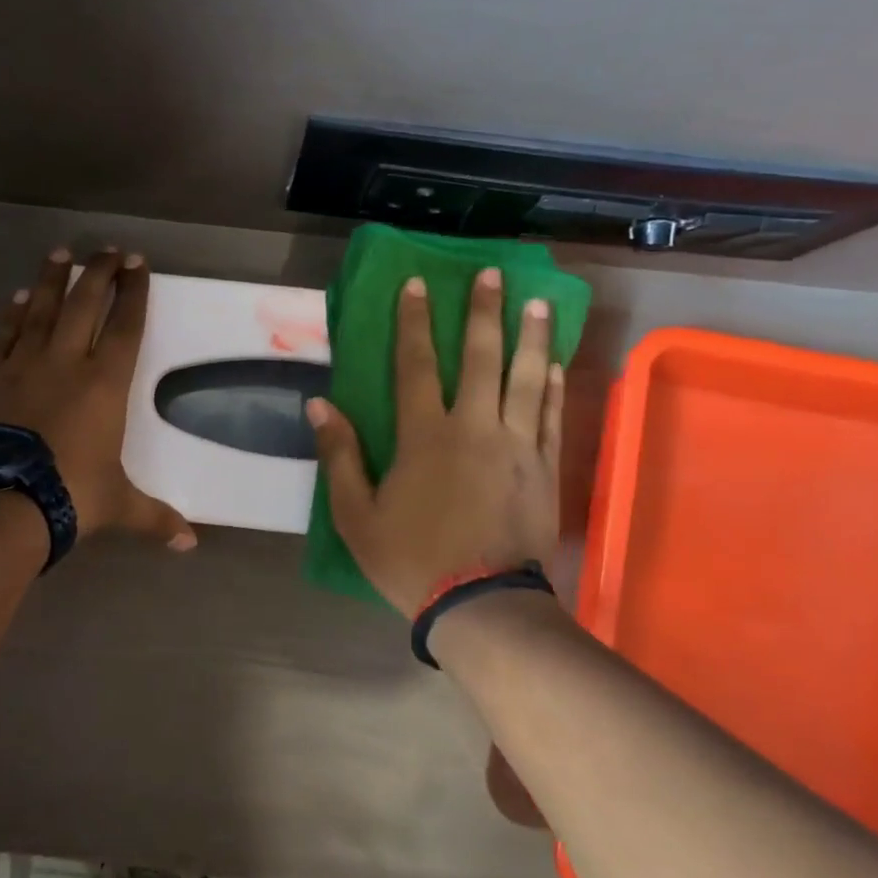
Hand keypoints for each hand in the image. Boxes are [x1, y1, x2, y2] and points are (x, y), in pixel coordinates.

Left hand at [0, 247, 196, 549]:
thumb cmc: (69, 495)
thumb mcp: (118, 506)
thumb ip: (155, 517)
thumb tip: (190, 544)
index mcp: (104, 385)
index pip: (126, 327)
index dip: (135, 293)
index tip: (139, 264)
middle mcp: (66, 362)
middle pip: (85, 304)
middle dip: (100, 273)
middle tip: (108, 249)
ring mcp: (22, 364)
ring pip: (40, 308)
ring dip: (53, 279)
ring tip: (61, 252)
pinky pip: (2, 334)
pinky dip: (11, 314)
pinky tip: (17, 298)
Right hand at [308, 268, 563, 617]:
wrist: (481, 604)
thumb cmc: (411, 559)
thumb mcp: (356, 515)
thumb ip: (340, 457)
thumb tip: (320, 405)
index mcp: (425, 437)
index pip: (416, 366)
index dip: (414, 322)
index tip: (416, 284)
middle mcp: (475, 428)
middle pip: (482, 358)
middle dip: (483, 312)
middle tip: (489, 273)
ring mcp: (518, 447)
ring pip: (527, 379)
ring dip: (532, 337)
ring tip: (539, 301)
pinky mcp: (546, 469)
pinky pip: (553, 418)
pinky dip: (555, 387)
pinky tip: (557, 364)